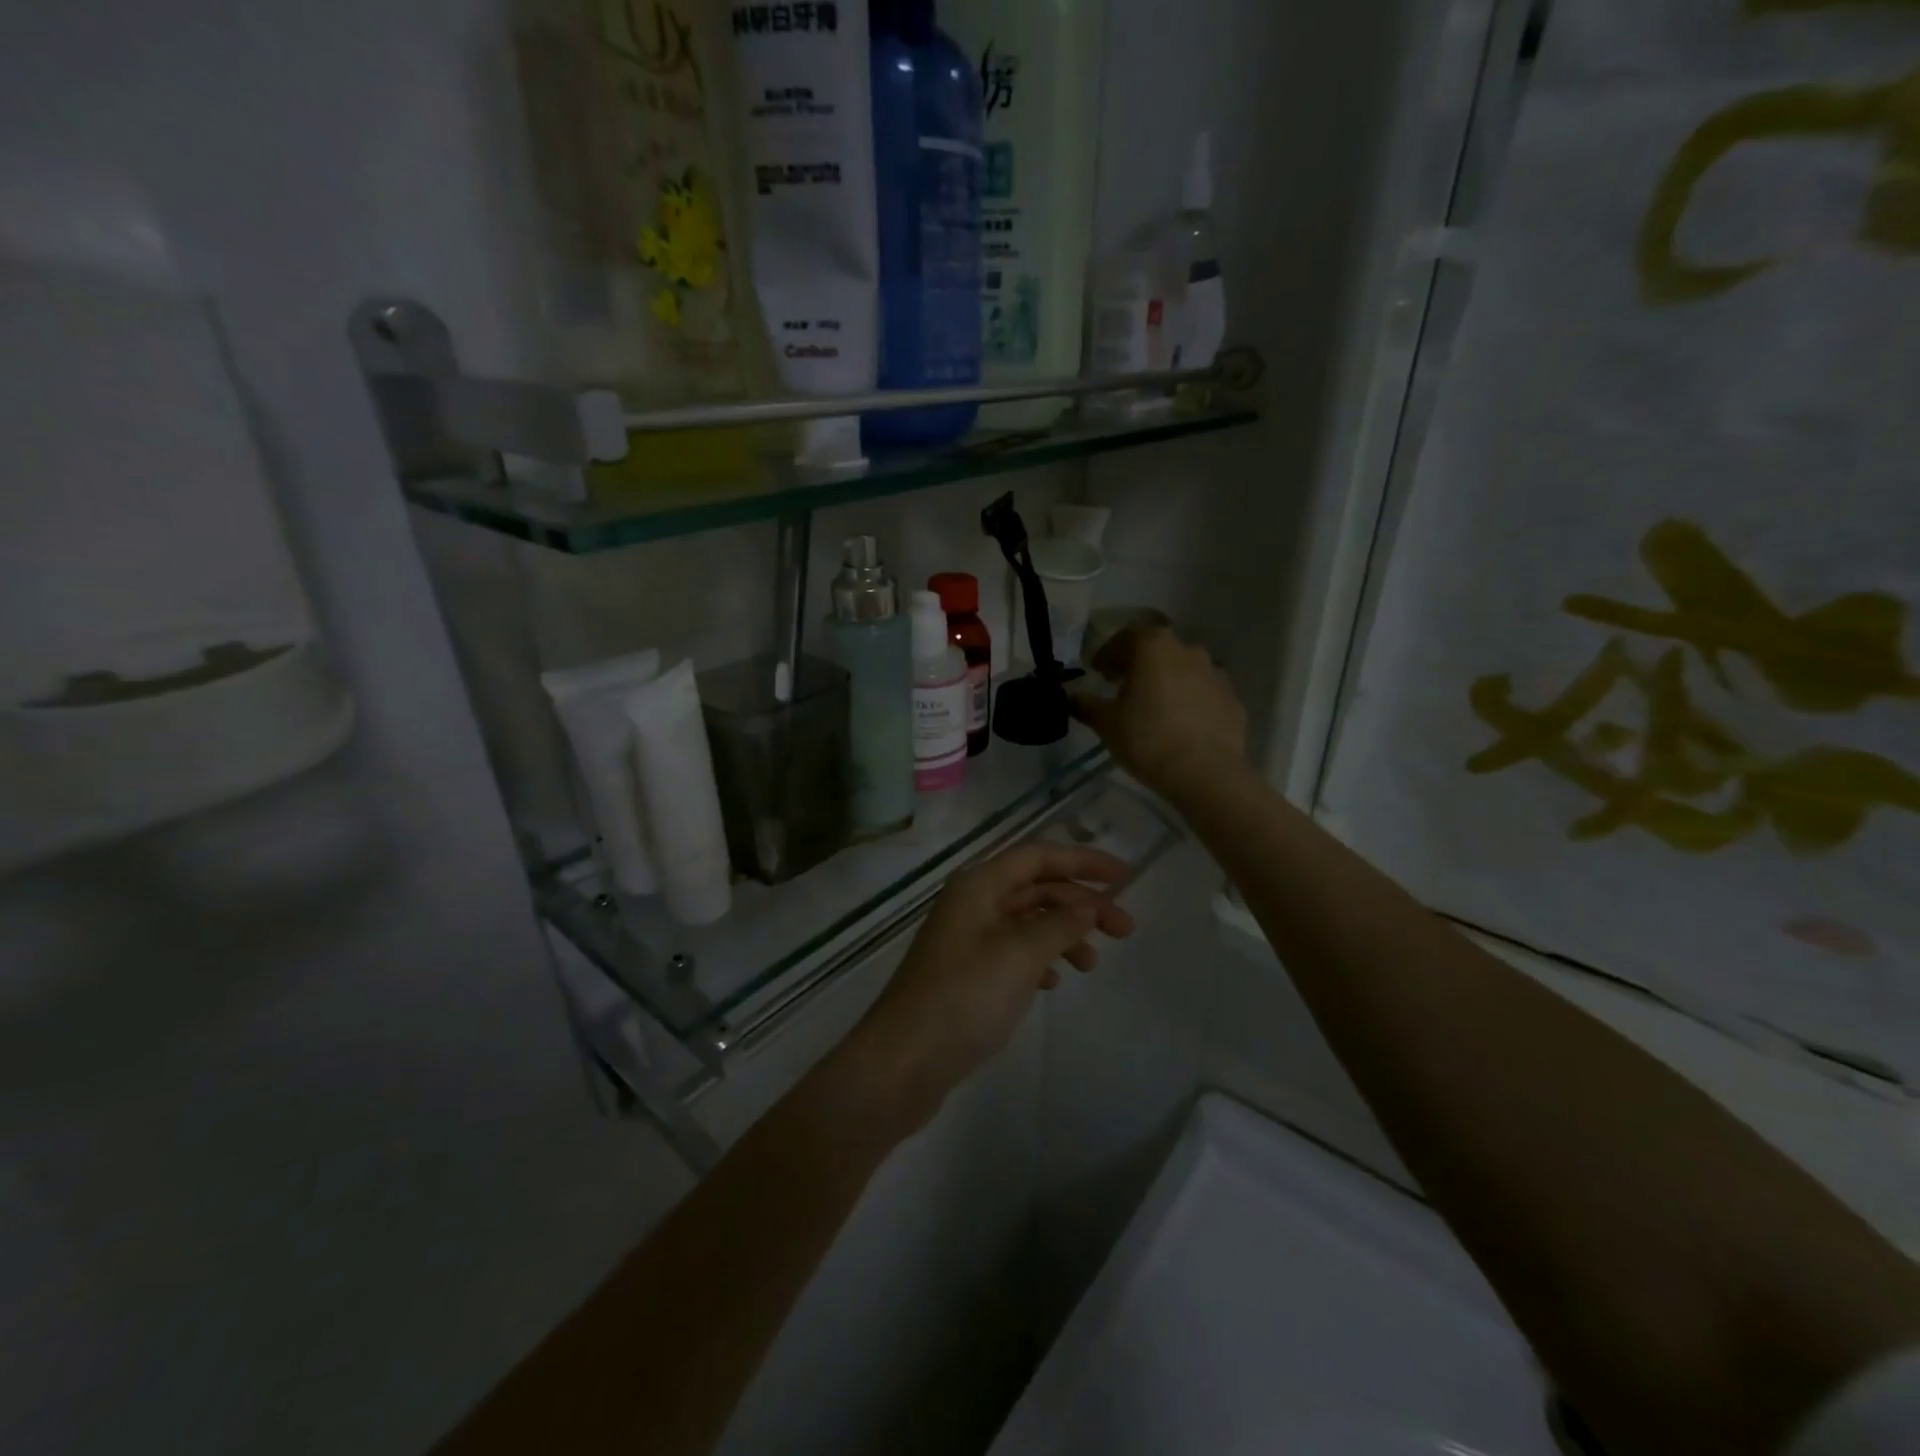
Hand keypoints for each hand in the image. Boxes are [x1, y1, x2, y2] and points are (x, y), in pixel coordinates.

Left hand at [843, 843, 1134, 1130]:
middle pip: (1036, 888)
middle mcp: (972, 903)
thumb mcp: (1019, 956)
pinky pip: (1014, 951)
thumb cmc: (963, 999)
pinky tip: (1055, 981)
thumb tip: (1088, 905)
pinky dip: (1041, 958)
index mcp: (979, 885)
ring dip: (1064, 933)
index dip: (1083, 860)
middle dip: (1081, 903)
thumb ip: (1059, 925)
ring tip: (1092, 965)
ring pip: (1028, 921)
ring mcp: (968, 938)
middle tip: (1125, 930)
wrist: (903, 1062)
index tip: (1125, 876)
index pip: (1038, 856)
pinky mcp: (967, 972)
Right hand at [1072, 627, 1248, 797]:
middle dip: (1138, 664)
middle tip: (1123, 686)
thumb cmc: (1148, 739)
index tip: (1098, 672)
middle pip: (1157, 649)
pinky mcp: (1232, 698)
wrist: (1206, 772)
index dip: (1108, 654)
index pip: (1125, 637)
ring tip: (1153, 706)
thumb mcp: (1107, 724)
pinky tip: (1180, 723)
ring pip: (1183, 669)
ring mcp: (1215, 672)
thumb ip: (1086, 705)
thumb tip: (1071, 697)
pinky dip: (1189, 699)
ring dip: (1166, 680)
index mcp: (1153, 647)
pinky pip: (1202, 692)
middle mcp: (1187, 650)